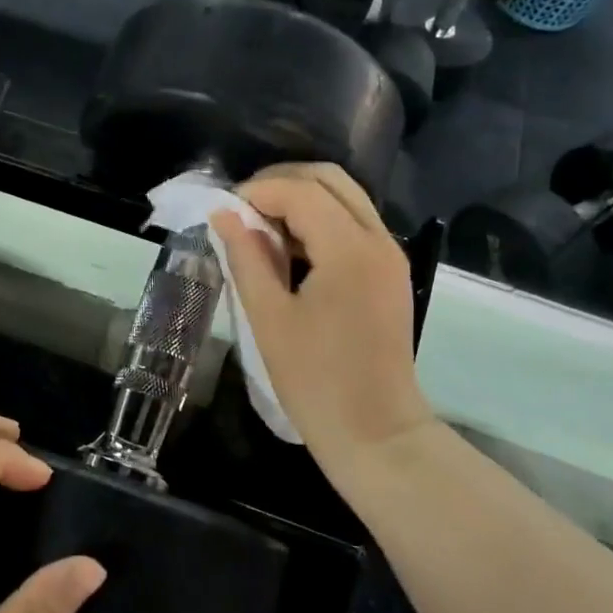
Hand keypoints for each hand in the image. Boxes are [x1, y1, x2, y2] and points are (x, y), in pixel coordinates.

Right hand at [211, 164, 433, 477]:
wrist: (376, 433)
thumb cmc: (315, 380)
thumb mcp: (268, 317)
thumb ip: (246, 257)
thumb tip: (224, 215)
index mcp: (350, 250)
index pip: (301, 192)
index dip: (257, 192)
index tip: (223, 211)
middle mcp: (378, 240)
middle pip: (330, 179)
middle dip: (281, 184)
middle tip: (241, 209)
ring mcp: (389, 255)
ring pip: (345, 198)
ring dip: (300, 200)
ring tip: (258, 228)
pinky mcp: (389, 272)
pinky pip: (353, 224)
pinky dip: (319, 221)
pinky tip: (287, 248)